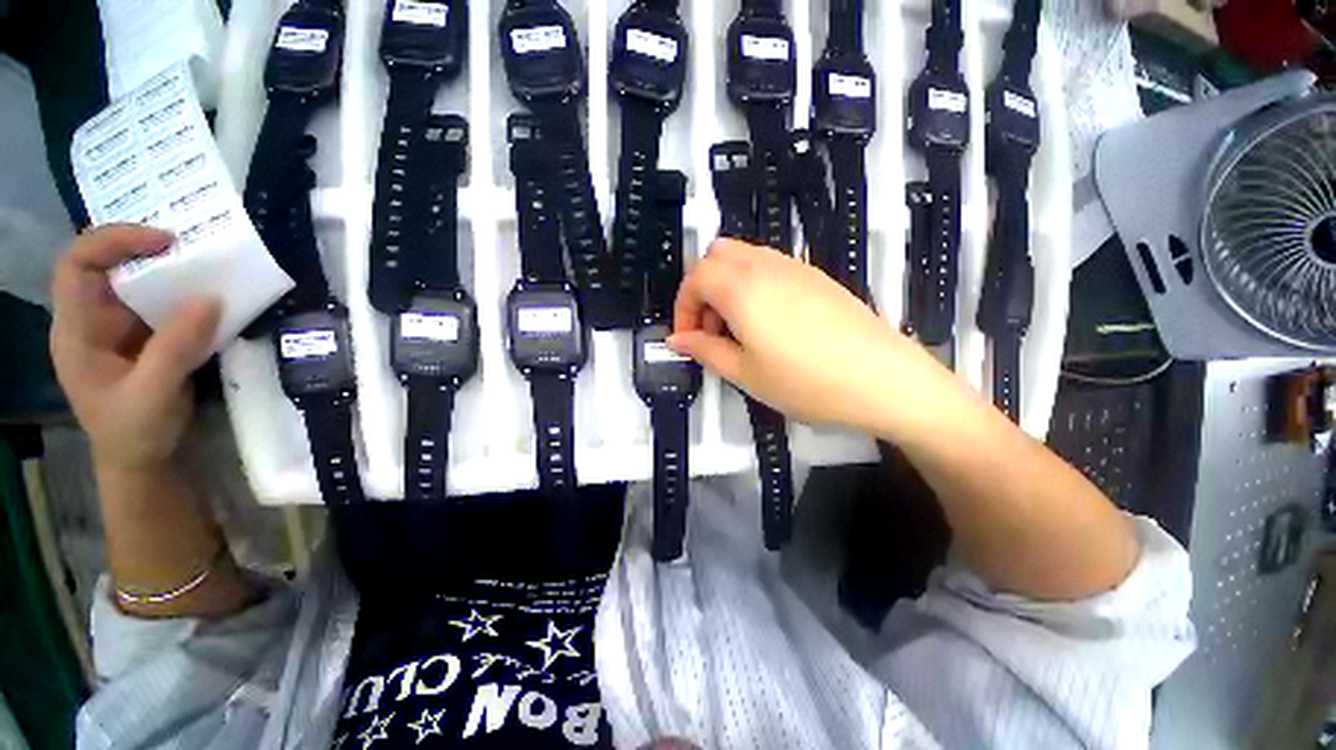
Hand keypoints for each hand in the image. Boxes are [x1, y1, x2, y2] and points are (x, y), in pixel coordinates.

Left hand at [50, 225, 220, 472]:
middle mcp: (90, 321)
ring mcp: (116, 328)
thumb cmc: (134, 432)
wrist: (141, 460)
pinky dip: (181, 292)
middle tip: (192, 250)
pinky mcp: (141, 337)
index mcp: (76, 331)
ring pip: (133, 282)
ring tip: (205, 268)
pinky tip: (205, 295)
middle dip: (144, 249)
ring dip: (167, 270)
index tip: (165, 242)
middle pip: (105, 265)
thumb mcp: (153, 395)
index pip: (77, 266)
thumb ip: (176, 348)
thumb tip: (211, 298)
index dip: (113, 242)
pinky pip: (157, 302)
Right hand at [669, 239, 955, 436]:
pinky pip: (769, 266)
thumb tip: (678, 340)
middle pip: (716, 256)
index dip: (683, 307)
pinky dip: (752, 285)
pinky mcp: (815, 276)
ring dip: (726, 286)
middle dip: (701, 289)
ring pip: (743, 257)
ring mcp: (794, 267)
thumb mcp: (745, 373)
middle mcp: (765, 266)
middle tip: (710, 330)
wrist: (882, 379)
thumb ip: (705, 351)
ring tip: (737, 330)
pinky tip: (766, 323)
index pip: (695, 277)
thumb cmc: (807, 382)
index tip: (688, 338)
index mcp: (742, 288)